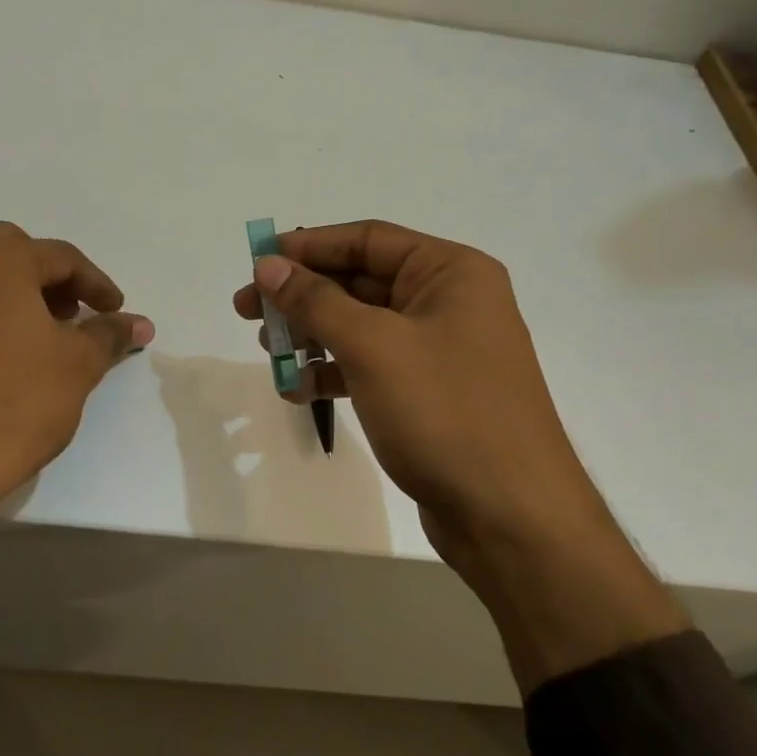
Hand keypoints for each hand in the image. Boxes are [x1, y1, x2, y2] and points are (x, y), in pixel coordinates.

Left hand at [0, 221, 152, 513]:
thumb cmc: (20, 401)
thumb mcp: (80, 364)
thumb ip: (109, 334)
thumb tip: (140, 323)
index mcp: (2, 260)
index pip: (62, 258)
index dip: (96, 285)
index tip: (116, 313)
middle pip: (11, 251)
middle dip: (47, 277)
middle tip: (72, 315)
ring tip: (23, 318)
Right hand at [234, 220, 601, 585]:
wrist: (510, 516)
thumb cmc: (445, 412)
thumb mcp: (373, 347)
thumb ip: (315, 301)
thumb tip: (268, 265)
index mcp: (451, 272)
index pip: (367, 240)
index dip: (308, 246)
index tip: (257, 261)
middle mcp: (449, 302)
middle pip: (360, 282)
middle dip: (302, 296)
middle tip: (246, 310)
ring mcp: (440, 350)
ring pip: (361, 326)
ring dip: (312, 336)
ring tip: (269, 352)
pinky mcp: (429, 393)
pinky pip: (371, 366)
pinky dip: (333, 373)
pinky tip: (299, 391)